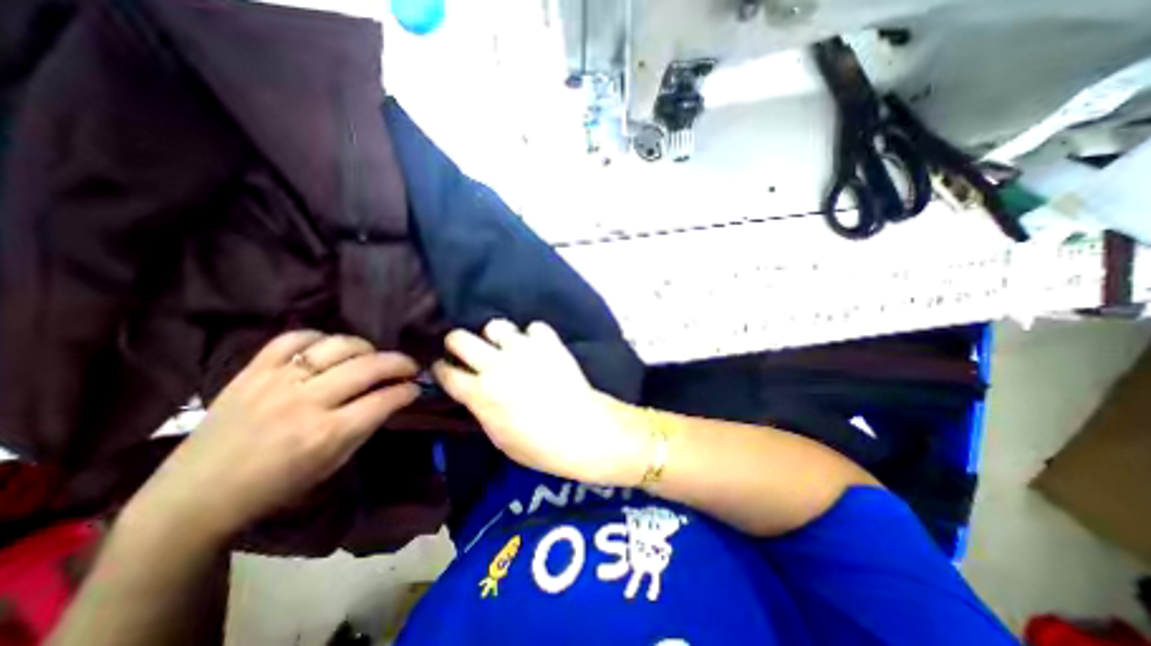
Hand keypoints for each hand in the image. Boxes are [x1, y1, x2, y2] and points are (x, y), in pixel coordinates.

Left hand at [125, 332, 418, 542]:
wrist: (195, 497)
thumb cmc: (276, 487)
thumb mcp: (333, 464)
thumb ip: (367, 426)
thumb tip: (394, 397)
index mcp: (327, 434)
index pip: (385, 399)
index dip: (408, 390)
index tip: (416, 387)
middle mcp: (306, 402)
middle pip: (368, 367)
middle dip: (400, 363)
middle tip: (409, 367)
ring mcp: (276, 383)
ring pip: (337, 346)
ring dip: (366, 348)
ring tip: (371, 356)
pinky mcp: (250, 372)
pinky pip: (292, 339)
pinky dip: (319, 337)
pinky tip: (329, 348)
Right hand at [430, 321, 646, 486]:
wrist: (582, 431)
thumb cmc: (539, 446)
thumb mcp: (499, 438)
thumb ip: (482, 409)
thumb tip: (476, 393)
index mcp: (480, 393)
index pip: (446, 372)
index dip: (441, 369)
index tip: (444, 368)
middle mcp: (496, 365)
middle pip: (459, 337)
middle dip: (456, 342)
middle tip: (466, 350)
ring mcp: (523, 350)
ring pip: (496, 325)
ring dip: (498, 337)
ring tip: (508, 347)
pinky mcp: (548, 343)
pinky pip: (534, 327)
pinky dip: (535, 336)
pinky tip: (539, 348)